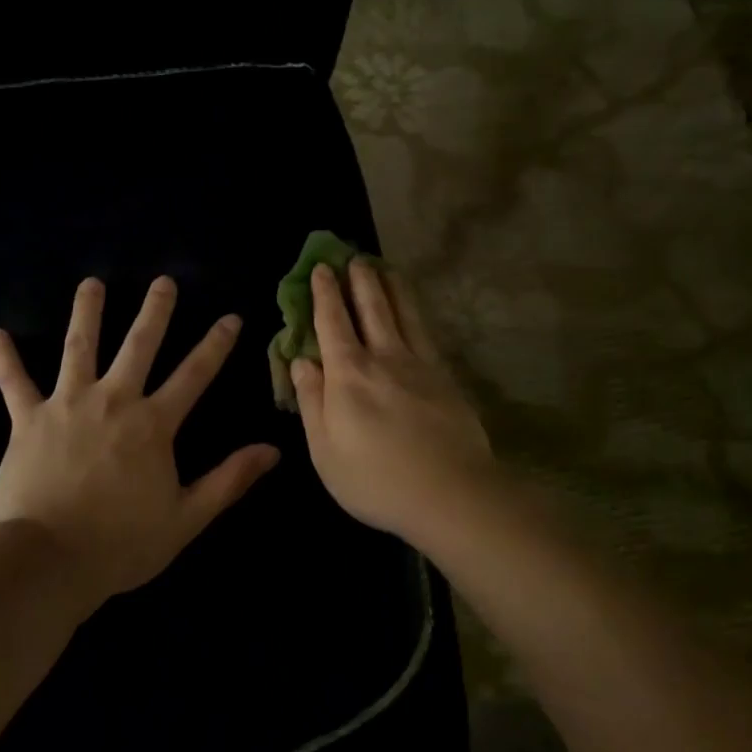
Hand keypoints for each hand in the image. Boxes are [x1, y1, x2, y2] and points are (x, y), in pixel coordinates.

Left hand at [0, 275, 279, 611]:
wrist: (49, 559)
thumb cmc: (121, 543)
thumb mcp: (186, 517)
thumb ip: (229, 479)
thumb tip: (273, 450)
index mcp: (153, 424)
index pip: (194, 375)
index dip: (215, 345)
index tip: (230, 317)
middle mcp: (113, 401)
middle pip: (138, 346)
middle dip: (155, 311)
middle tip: (163, 281)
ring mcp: (67, 405)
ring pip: (79, 348)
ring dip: (86, 313)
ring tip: (91, 284)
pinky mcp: (28, 419)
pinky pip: (14, 382)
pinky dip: (4, 358)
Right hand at [291, 262, 495, 548]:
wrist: (450, 494)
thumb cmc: (375, 480)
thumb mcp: (324, 450)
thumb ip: (311, 400)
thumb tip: (300, 360)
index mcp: (348, 375)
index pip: (332, 323)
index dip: (325, 294)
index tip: (322, 269)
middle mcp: (384, 358)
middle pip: (371, 308)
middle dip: (359, 280)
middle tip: (353, 257)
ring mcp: (420, 365)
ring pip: (403, 314)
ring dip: (391, 287)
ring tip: (385, 267)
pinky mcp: (446, 378)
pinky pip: (426, 333)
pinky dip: (416, 313)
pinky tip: (415, 311)